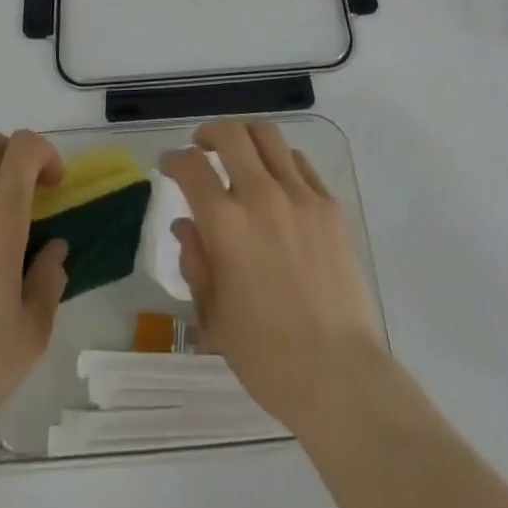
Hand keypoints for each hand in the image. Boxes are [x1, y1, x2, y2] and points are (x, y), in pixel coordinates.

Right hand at [160, 121, 386, 431]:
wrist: (339, 373)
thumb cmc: (267, 356)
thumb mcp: (214, 316)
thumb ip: (196, 262)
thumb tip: (185, 225)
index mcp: (226, 224)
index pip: (191, 167)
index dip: (173, 159)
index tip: (168, 165)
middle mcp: (262, 196)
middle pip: (231, 135)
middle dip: (209, 134)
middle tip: (202, 147)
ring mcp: (300, 196)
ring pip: (268, 136)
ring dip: (246, 138)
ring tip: (241, 155)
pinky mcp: (330, 205)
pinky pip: (300, 163)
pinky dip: (281, 162)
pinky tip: (278, 182)